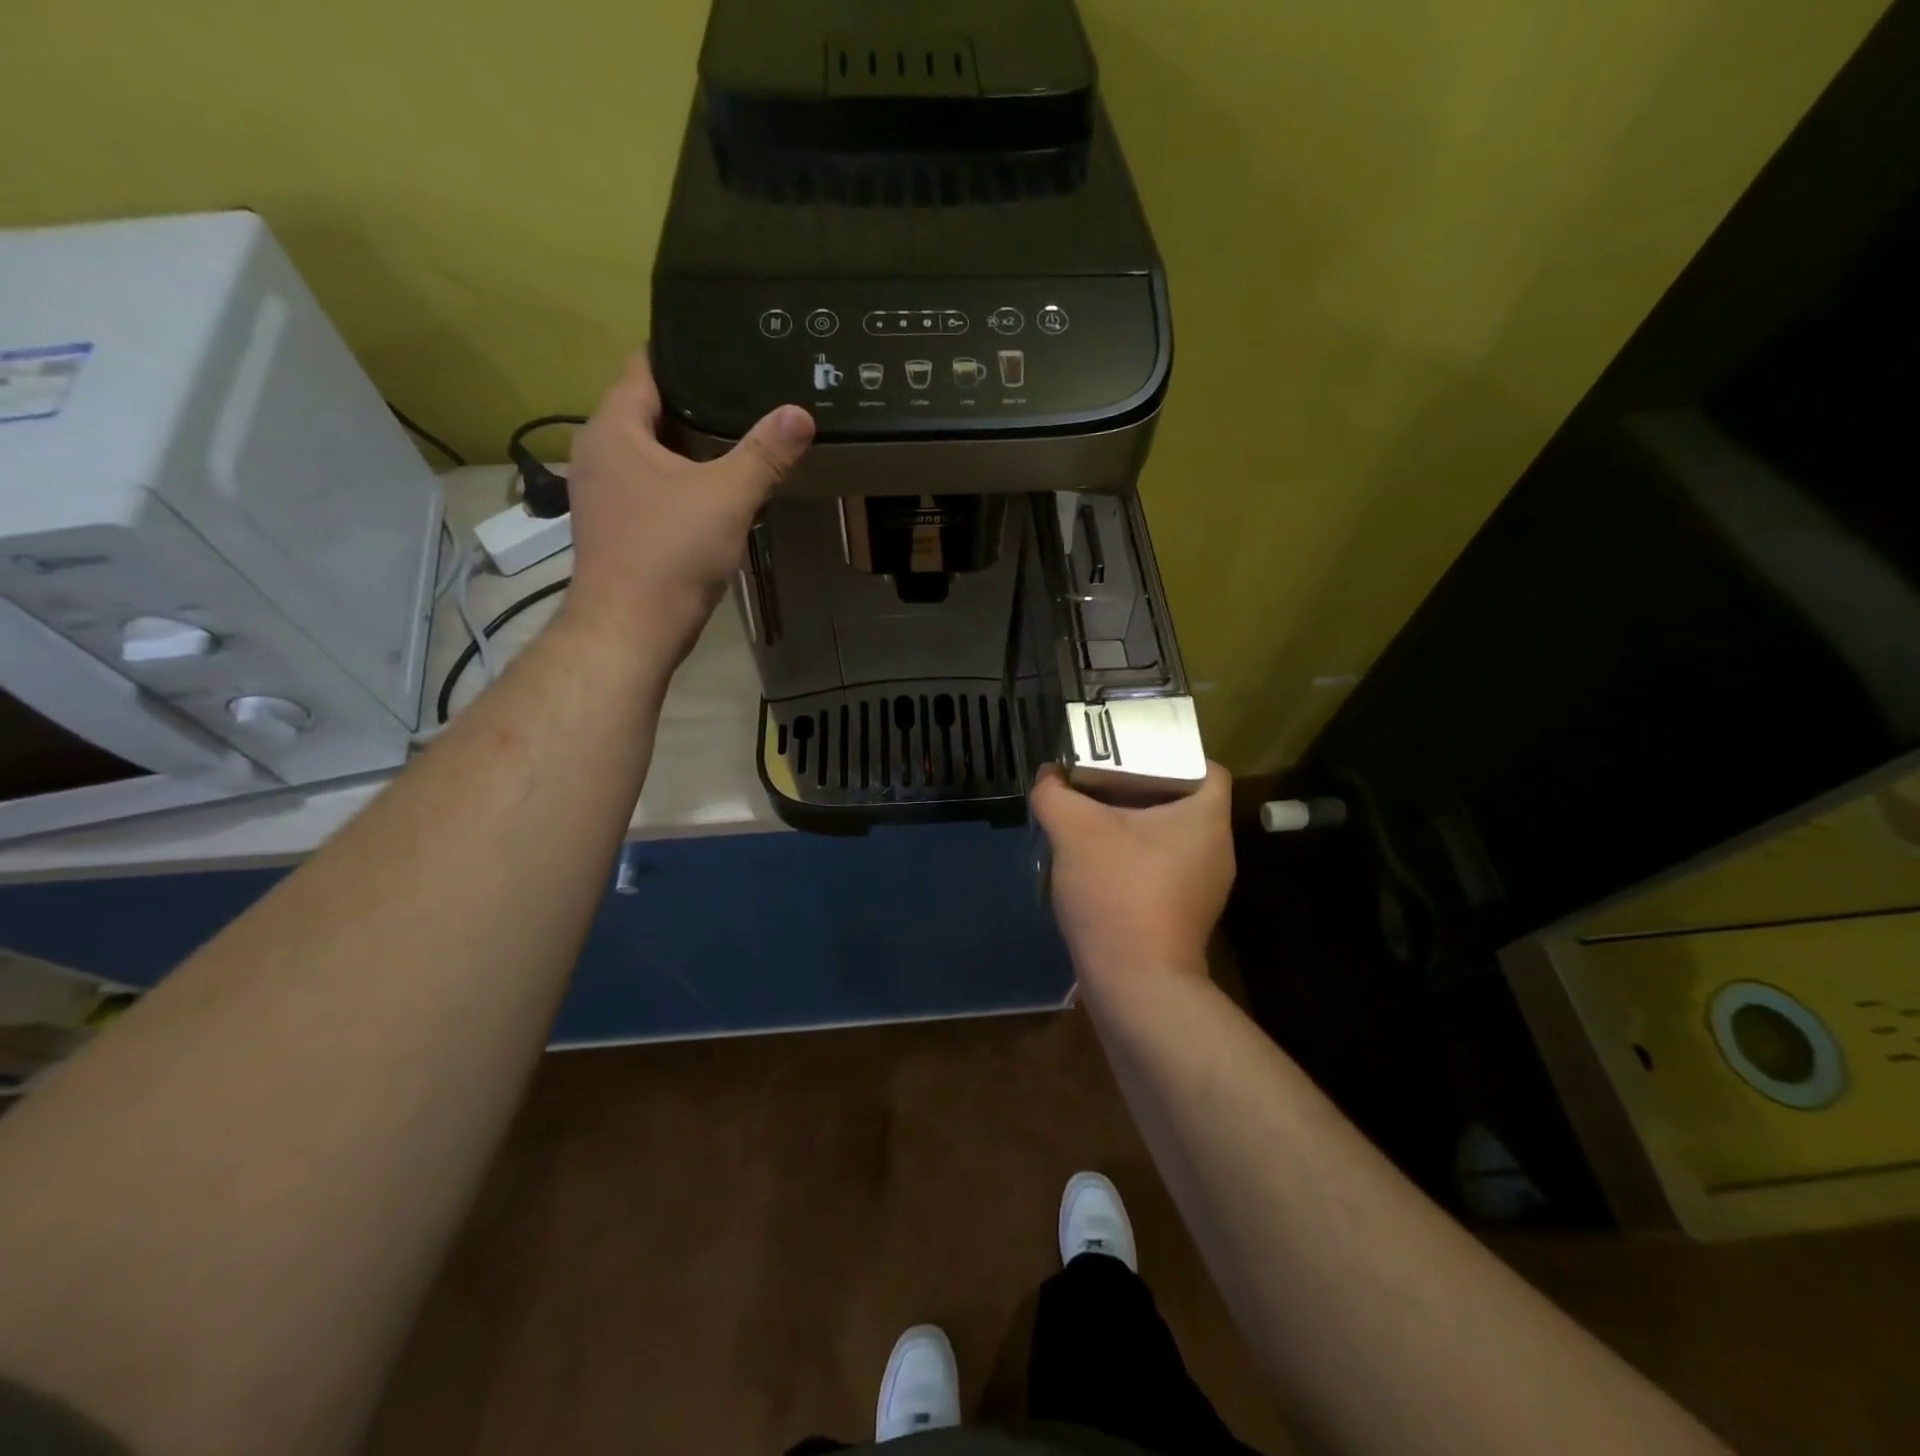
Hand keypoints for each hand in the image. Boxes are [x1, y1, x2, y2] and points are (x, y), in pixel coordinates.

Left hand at [561, 354, 813, 656]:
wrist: (630, 628)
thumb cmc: (671, 552)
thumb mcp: (727, 496)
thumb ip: (764, 453)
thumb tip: (800, 414)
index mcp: (613, 429)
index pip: (643, 368)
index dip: (682, 355)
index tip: (723, 351)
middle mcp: (597, 452)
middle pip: (647, 410)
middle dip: (693, 404)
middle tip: (744, 396)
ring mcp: (602, 493)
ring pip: (649, 453)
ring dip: (687, 448)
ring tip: (737, 439)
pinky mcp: (614, 526)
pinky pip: (649, 486)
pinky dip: (678, 481)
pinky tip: (713, 491)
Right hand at [1030, 762, 1235, 984]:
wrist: (1135, 985)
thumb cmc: (1118, 892)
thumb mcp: (1074, 831)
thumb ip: (1056, 794)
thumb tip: (1049, 776)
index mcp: (1206, 818)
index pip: (1204, 767)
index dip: (1169, 753)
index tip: (1129, 754)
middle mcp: (1215, 850)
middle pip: (1180, 801)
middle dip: (1138, 788)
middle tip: (1097, 781)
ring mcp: (1203, 888)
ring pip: (1167, 838)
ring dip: (1130, 826)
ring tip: (1090, 818)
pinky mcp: (1183, 916)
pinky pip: (1159, 870)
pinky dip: (1132, 859)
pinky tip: (1095, 864)